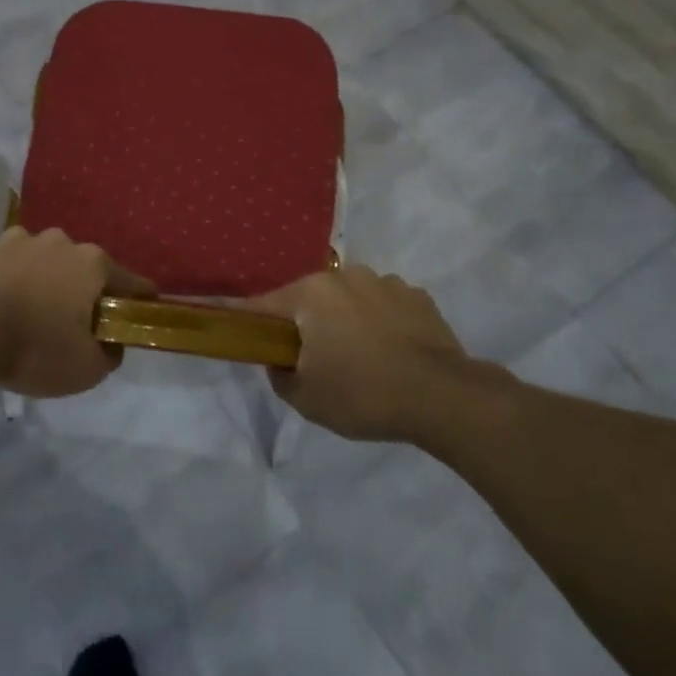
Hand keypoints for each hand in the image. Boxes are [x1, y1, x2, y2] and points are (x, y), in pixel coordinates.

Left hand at [0, 227, 154, 397]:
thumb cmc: (34, 347)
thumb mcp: (86, 369)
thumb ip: (109, 355)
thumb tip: (111, 344)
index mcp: (92, 263)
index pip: (132, 282)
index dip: (139, 301)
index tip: (140, 315)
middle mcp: (59, 241)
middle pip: (83, 269)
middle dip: (83, 292)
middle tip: (74, 325)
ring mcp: (18, 239)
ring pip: (42, 262)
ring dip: (43, 282)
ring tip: (29, 315)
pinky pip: (7, 266)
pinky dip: (8, 281)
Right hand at [245, 265, 480, 441]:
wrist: (444, 398)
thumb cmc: (363, 394)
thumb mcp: (306, 399)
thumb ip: (280, 376)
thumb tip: (280, 361)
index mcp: (311, 294)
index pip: (262, 305)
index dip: (244, 319)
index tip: (230, 324)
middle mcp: (345, 277)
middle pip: (309, 300)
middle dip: (306, 324)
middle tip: (313, 360)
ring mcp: (385, 282)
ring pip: (349, 300)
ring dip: (345, 321)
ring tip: (361, 359)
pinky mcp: (418, 296)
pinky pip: (384, 306)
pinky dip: (380, 323)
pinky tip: (392, 353)